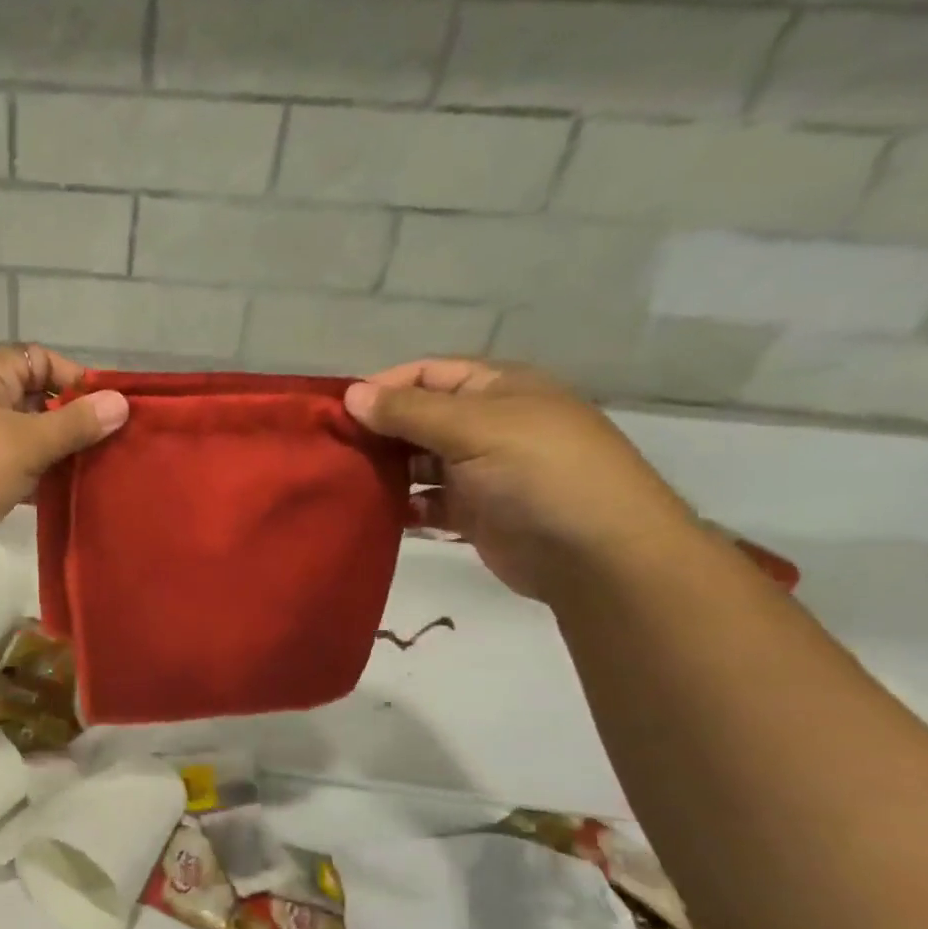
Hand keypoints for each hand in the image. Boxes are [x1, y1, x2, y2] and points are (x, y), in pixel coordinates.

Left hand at [0, 345, 128, 561]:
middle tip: (101, 447)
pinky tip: (52, 496)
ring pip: (19, 435)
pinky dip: (26, 475)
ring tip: (84, 474)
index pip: (39, 359)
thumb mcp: (27, 444)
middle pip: (32, 399)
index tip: (104, 411)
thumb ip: (75, 424)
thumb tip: (120, 402)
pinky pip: (2, 463)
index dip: (75, 379)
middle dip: (68, 421)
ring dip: (49, 453)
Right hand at [343, 360, 695, 602]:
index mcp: (496, 389)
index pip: (426, 374)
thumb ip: (409, 412)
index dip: (382, 387)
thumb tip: (351, 394)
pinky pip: (426, 502)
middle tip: (331, 451)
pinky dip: (403, 506)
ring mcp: (480, 470)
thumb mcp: (474, 428)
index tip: (337, 412)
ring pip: (418, 462)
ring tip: (345, 483)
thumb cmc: (539, 473)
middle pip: (417, 419)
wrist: (596, 555)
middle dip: (377, 431)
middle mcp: (486, 424)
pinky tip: (377, 513)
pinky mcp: (474, 513)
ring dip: (385, 471)